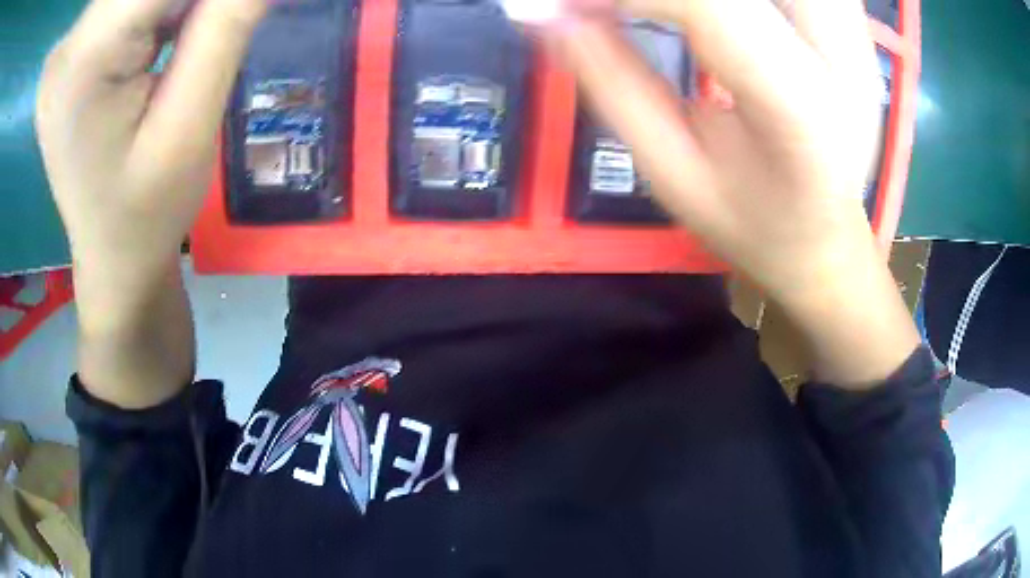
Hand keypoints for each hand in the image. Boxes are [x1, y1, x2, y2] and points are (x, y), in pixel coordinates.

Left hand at [35, 0, 266, 406]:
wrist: (111, 257)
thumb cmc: (147, 211)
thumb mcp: (191, 124)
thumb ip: (224, 26)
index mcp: (83, 61)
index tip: (236, 12)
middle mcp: (68, 46)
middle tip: (214, 29)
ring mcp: (67, 49)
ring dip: (176, 5)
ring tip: (184, 45)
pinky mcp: (73, 52)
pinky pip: (124, 2)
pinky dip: (158, 8)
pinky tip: (166, 34)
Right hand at [552, 0, 919, 385]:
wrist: (829, 239)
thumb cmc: (755, 226)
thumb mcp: (675, 175)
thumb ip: (614, 86)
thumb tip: (549, 15)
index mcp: (802, 114)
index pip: (708, 6)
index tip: (566, 5)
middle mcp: (846, 62)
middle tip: (616, 7)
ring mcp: (858, 40)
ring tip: (668, 11)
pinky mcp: (854, 29)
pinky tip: (716, 11)